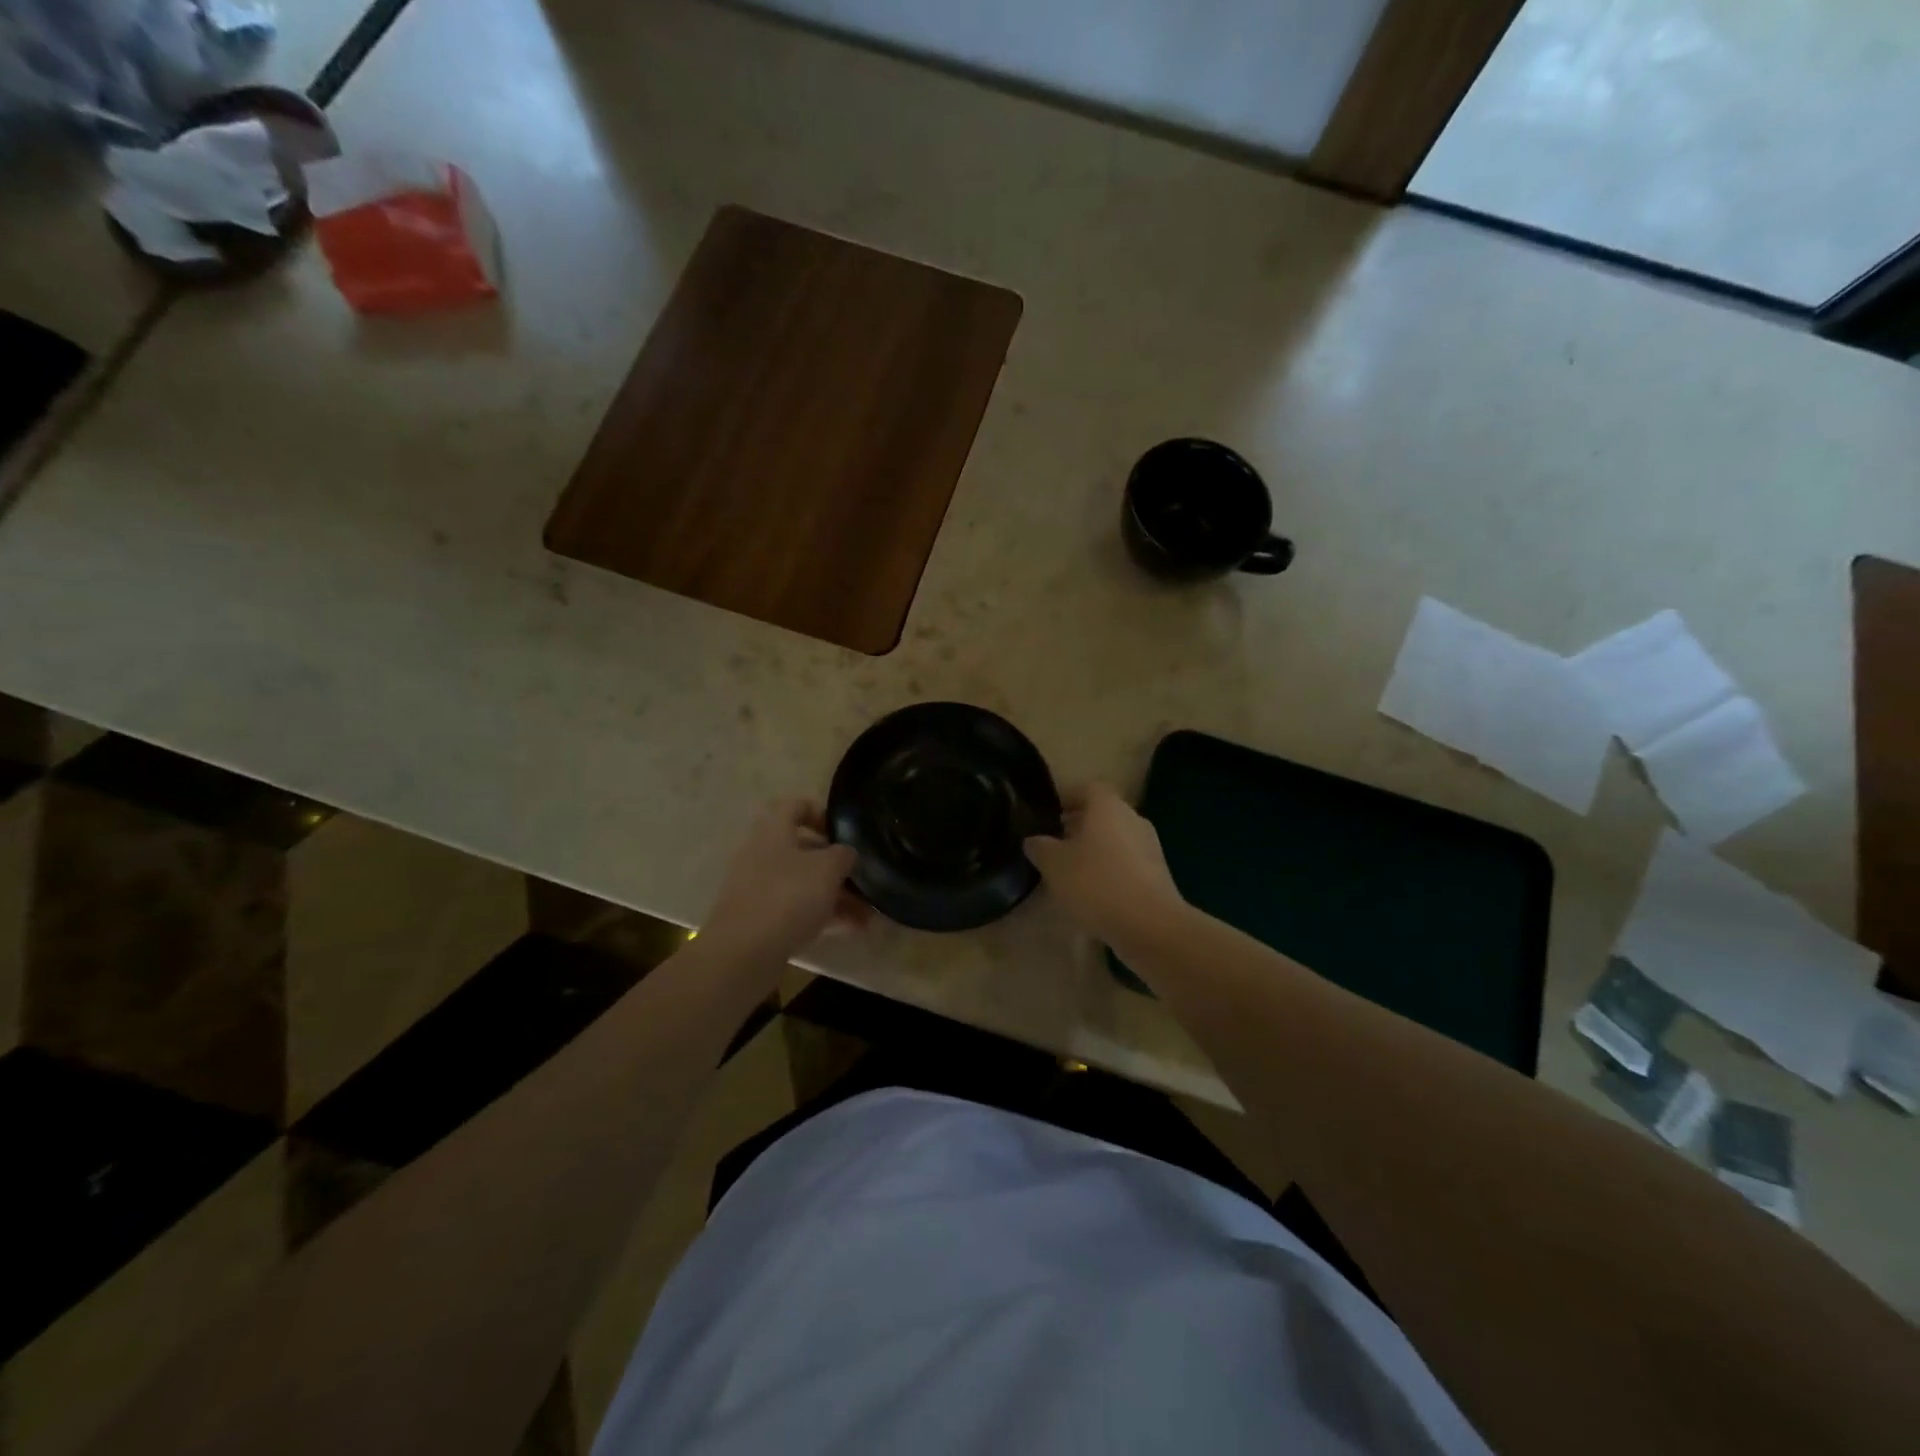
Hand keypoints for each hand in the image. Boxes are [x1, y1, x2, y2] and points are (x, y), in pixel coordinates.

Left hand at [700, 799, 865, 962]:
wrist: (742, 953)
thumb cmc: (788, 896)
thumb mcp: (828, 869)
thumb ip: (843, 855)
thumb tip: (845, 853)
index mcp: (773, 831)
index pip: (795, 806)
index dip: (822, 813)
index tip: (845, 833)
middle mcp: (761, 854)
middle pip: (803, 850)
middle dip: (836, 866)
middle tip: (862, 880)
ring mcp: (758, 888)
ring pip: (803, 883)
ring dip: (835, 895)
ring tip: (867, 914)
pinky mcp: (759, 919)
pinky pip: (796, 909)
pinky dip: (822, 916)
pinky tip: (851, 930)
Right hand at [1024, 783, 1184, 942]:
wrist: (1150, 925)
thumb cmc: (1096, 883)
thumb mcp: (1054, 865)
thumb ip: (1040, 847)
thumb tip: (1035, 840)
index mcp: (1107, 806)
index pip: (1086, 789)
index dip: (1066, 799)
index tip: (1049, 818)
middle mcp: (1133, 818)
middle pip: (1102, 814)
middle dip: (1078, 827)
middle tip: (1055, 847)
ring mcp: (1150, 846)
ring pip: (1115, 840)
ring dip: (1095, 851)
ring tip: (1071, 874)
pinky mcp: (1159, 874)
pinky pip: (1127, 864)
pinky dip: (1111, 872)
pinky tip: (1095, 895)